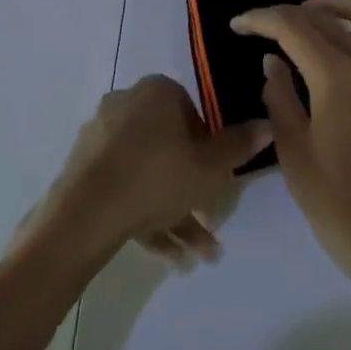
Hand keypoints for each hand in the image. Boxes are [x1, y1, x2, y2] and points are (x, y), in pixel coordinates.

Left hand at [37, 75, 269, 269]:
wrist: (84, 217)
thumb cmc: (156, 178)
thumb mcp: (209, 168)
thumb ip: (239, 146)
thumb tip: (267, 123)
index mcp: (157, 91)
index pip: (193, 113)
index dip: (209, 148)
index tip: (216, 179)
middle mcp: (127, 104)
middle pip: (170, 146)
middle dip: (192, 190)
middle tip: (211, 224)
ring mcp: (101, 137)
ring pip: (148, 173)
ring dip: (174, 212)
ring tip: (197, 257)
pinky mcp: (83, 170)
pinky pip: (123, 188)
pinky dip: (146, 217)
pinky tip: (169, 258)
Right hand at [231, 0, 350, 298]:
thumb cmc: (339, 202)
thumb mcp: (294, 153)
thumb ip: (280, 98)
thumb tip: (273, 62)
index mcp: (335, 74)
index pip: (292, 26)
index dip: (261, 19)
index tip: (237, 25)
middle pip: (324, 16)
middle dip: (288, 14)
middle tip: (262, 28)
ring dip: (331, 7)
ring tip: (305, 21)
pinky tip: (341, 49)